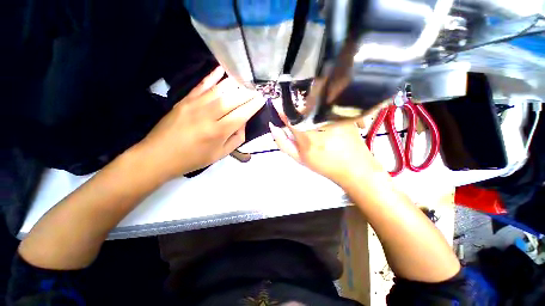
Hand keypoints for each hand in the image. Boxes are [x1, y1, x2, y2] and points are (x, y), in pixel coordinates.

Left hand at [138, 66, 264, 179]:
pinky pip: (201, 85)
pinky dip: (212, 76)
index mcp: (218, 132)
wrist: (158, 156)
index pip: (242, 114)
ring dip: (235, 83)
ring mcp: (195, 105)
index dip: (254, 105)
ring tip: (246, 78)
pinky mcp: (185, 100)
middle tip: (258, 87)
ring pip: (220, 90)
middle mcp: (208, 115)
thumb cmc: (193, 158)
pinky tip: (222, 69)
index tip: (263, 97)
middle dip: (248, 92)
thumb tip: (243, 122)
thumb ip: (236, 139)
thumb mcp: (220, 154)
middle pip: (233, 99)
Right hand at [269, 109, 385, 186]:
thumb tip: (273, 127)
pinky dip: (319, 111)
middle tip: (298, 122)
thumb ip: (283, 143)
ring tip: (312, 124)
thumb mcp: (299, 158)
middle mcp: (321, 124)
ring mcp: (334, 117)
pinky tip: (323, 123)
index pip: (290, 116)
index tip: (278, 107)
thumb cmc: (324, 165)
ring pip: (313, 105)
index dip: (282, 110)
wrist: (354, 168)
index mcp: (308, 138)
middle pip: (301, 108)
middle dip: (295, 112)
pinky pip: (325, 107)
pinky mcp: (344, 114)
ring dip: (307, 111)